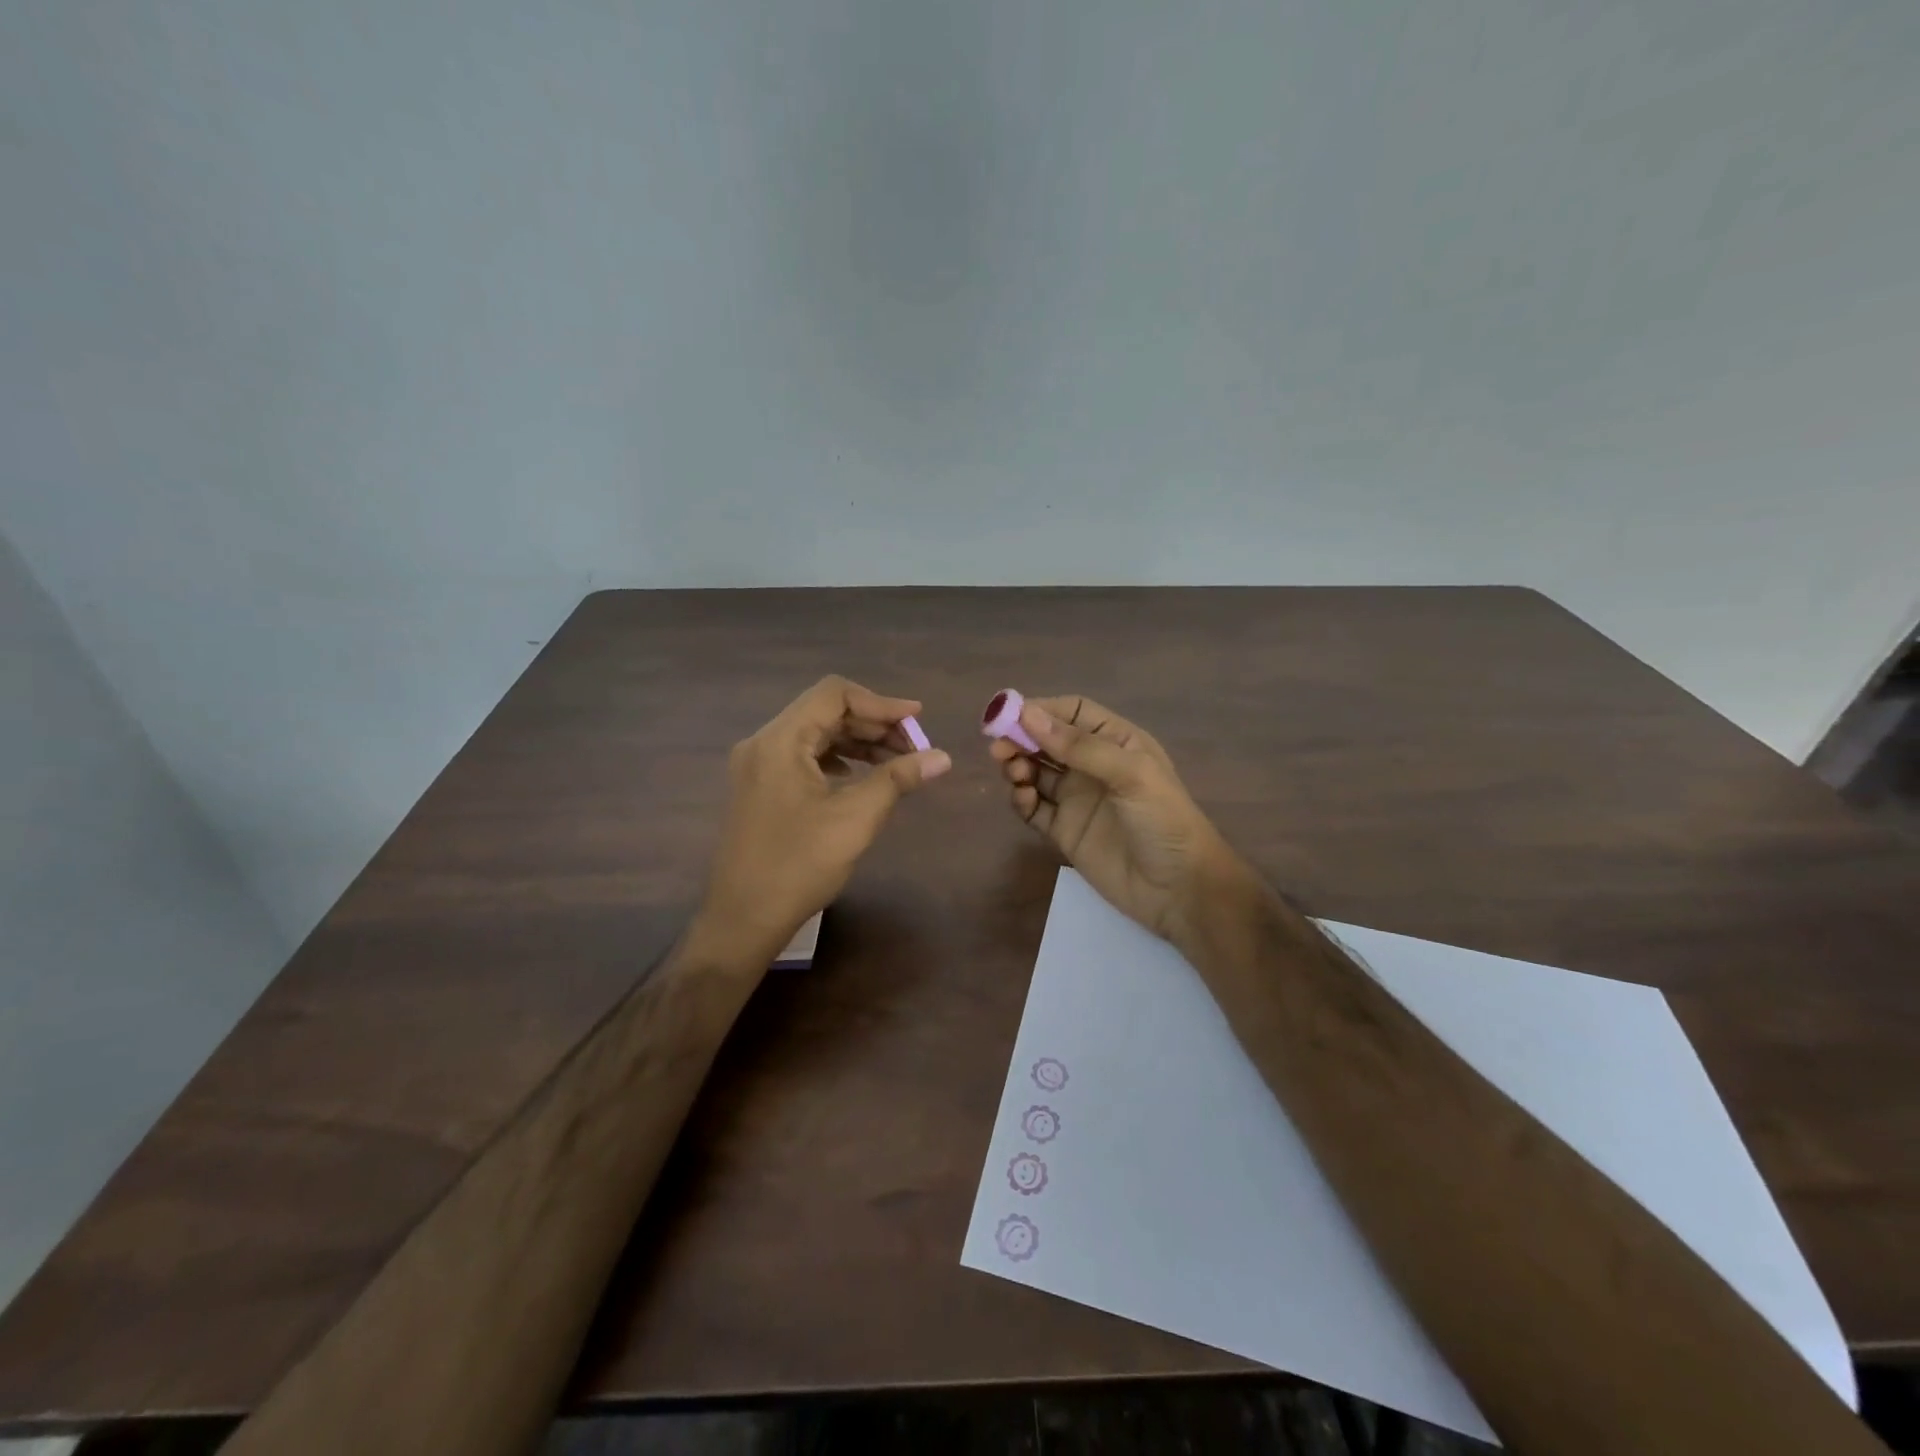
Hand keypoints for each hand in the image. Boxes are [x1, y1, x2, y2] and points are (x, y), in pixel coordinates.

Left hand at [698, 676, 950, 964]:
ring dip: (857, 742)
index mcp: (781, 740)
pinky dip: (837, 759)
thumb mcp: (856, 818)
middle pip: (824, 712)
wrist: (743, 918)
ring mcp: (757, 766)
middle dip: (873, 724)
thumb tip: (942, 757)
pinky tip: (861, 777)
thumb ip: (898, 779)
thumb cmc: (799, 865)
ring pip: (815, 735)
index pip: (834, 694)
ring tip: (897, 762)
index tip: (917, 721)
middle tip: (914, 746)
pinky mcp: (759, 787)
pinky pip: (803, 757)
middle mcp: (764, 743)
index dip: (881, 703)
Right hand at [990, 696, 1241, 942]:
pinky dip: (1022, 800)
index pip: (1072, 713)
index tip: (1008, 715)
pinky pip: (1034, 808)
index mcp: (1116, 742)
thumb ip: (1080, 746)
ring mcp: (1077, 799)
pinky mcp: (1064, 831)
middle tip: (998, 748)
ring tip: (1014, 774)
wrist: (1180, 890)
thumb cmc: (1164, 821)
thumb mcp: (1131, 775)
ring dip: (1018, 767)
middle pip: (1047, 741)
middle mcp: (1093, 766)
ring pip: (1036, 772)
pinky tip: (1024, 800)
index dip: (1040, 710)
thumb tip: (1028, 715)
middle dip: (1021, 738)